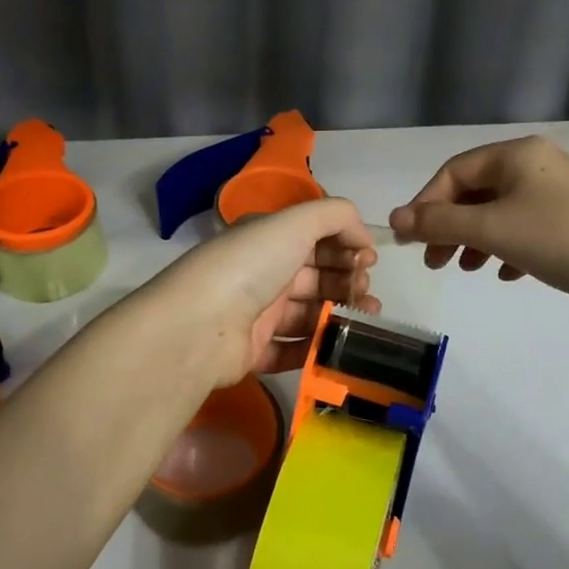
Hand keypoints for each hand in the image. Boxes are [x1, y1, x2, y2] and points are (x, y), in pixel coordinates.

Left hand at [144, 199, 379, 386]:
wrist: (200, 326)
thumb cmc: (250, 265)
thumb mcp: (295, 222)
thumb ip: (336, 216)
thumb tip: (364, 238)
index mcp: (267, 238)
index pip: (314, 237)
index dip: (345, 245)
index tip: (369, 259)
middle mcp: (262, 272)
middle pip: (315, 276)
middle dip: (348, 280)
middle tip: (365, 292)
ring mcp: (256, 314)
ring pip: (308, 313)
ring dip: (341, 314)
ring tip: (368, 320)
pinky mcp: (253, 352)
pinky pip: (292, 350)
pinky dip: (316, 347)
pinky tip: (339, 345)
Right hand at [388, 136, 568, 311]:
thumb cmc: (562, 239)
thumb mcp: (493, 230)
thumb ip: (439, 223)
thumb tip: (394, 219)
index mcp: (516, 154)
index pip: (454, 172)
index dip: (425, 205)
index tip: (411, 242)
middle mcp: (537, 165)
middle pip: (476, 191)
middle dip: (449, 226)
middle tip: (434, 262)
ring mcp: (560, 194)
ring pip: (500, 212)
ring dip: (475, 240)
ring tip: (467, 269)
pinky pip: (527, 229)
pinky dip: (507, 248)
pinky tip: (508, 274)